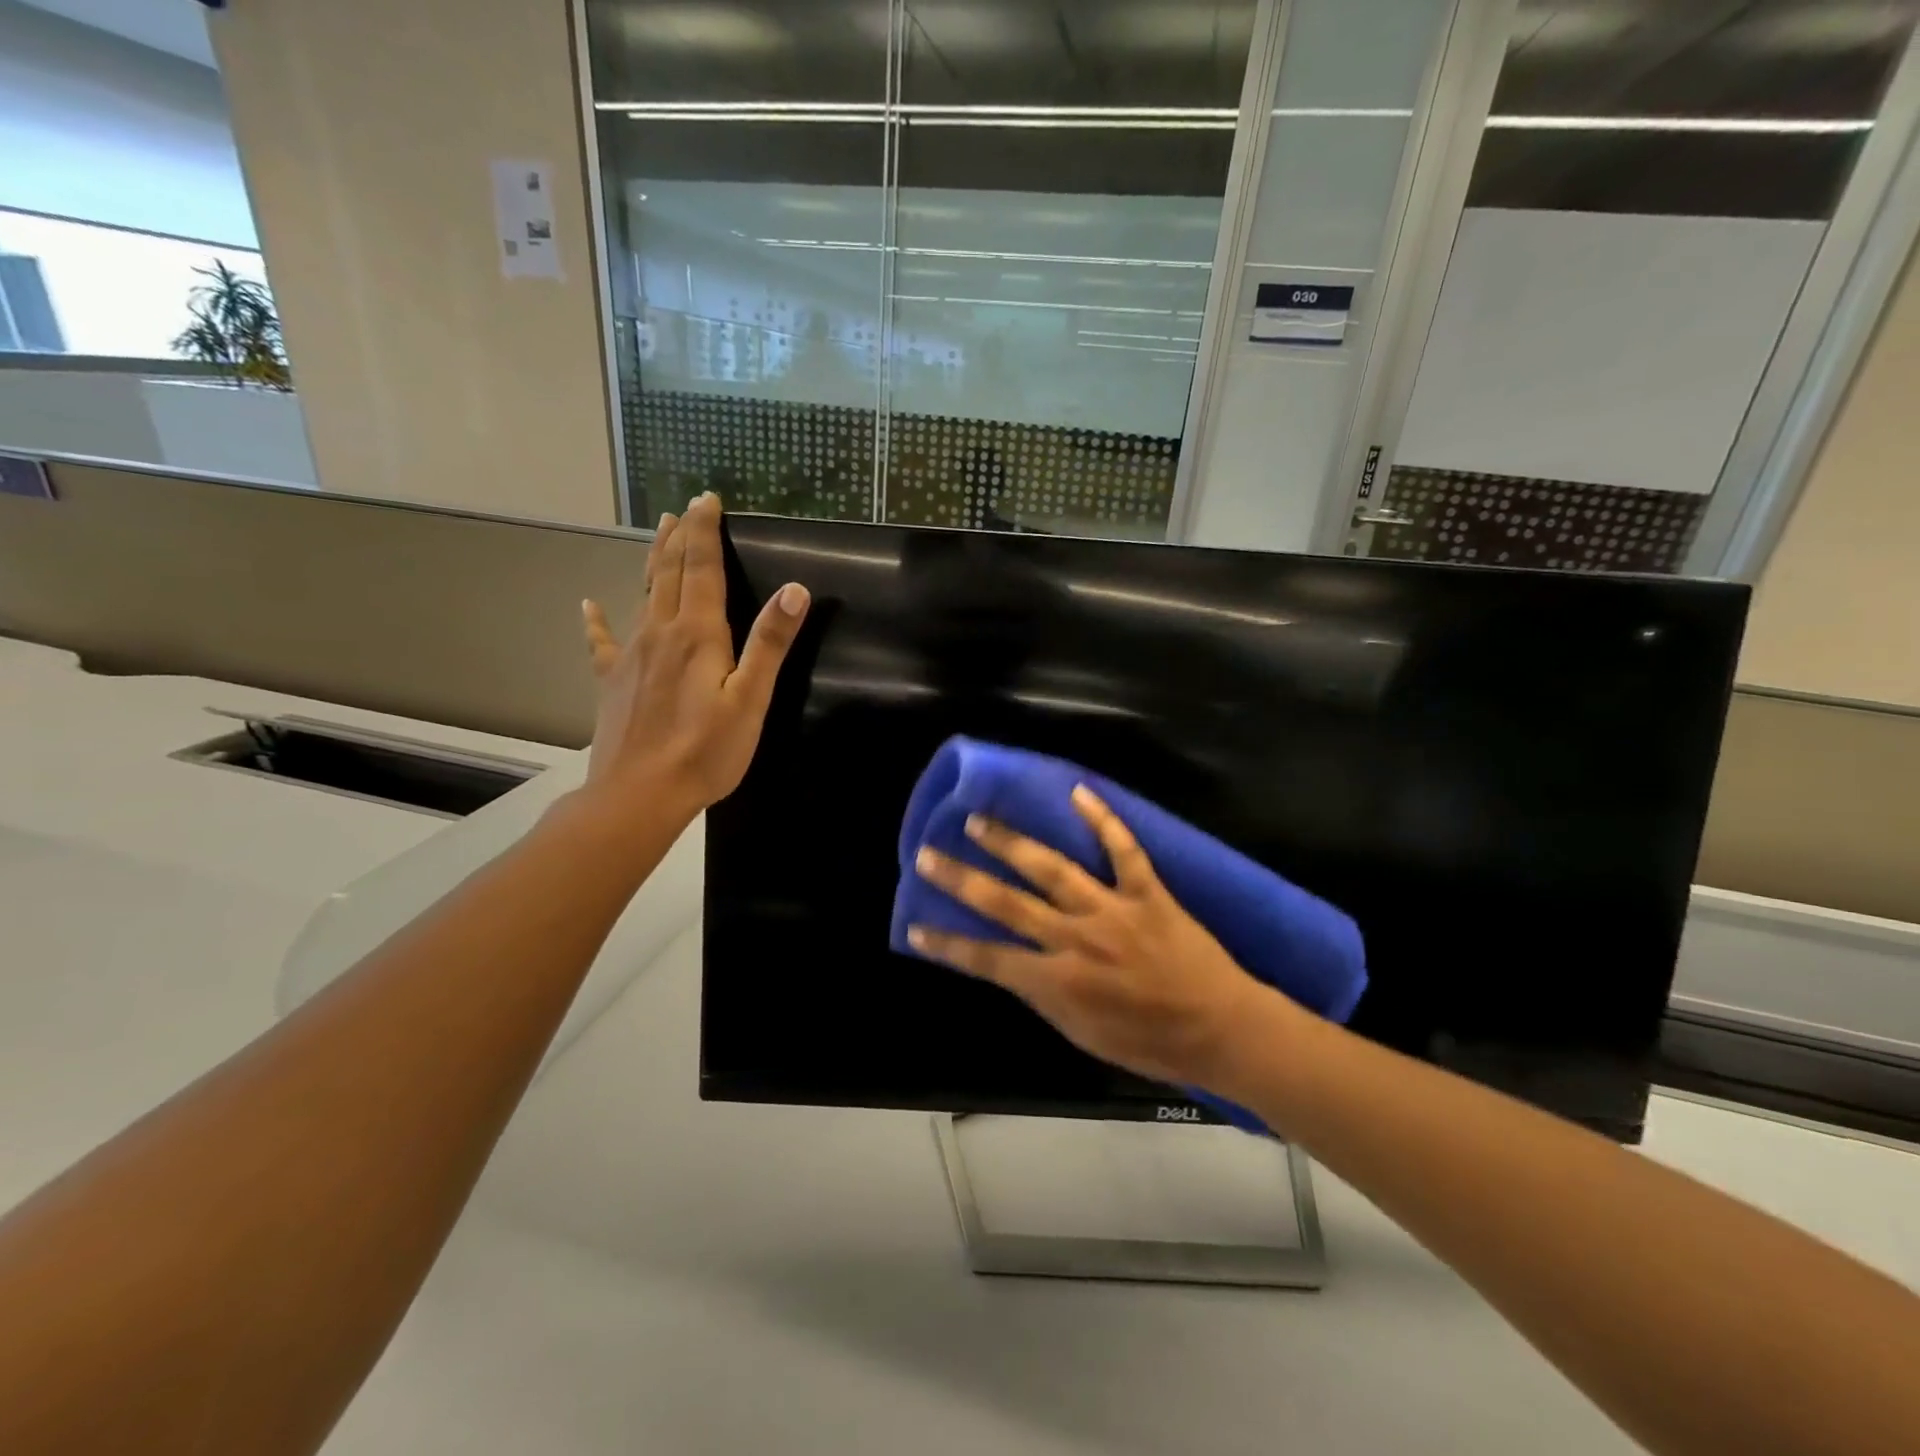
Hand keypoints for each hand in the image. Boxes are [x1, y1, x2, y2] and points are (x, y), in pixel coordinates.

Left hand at [577, 493, 808, 823]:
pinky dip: (597, 620)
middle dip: (682, 536)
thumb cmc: (704, 751)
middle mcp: (660, 632)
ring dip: (655, 560)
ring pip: (644, 594)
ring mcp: (631, 655)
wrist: (638, 795)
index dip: (705, 531)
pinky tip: (588, 605)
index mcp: (697, 635)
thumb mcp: (750, 700)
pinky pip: (603, 641)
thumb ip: (769, 644)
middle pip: (671, 572)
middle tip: (687, 506)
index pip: (702, 568)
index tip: (707, 498)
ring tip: (659, 533)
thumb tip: (796, 590)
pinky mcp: (613, 681)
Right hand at [909, 786, 1273, 1090]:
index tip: (915, 927)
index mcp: (1059, 983)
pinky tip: (1078, 792)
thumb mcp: (1083, 1035)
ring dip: (1011, 842)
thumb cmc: (1150, 1043)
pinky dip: (1102, 820)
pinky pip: (1123, 850)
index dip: (947, 945)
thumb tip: (1011, 964)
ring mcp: (1112, 910)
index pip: (988, 959)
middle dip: (962, 879)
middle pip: (1007, 904)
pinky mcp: (1148, 892)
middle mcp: (1077, 940)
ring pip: (1052, 868)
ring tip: (978, 820)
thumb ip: (1044, 996)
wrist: (1221, 1029)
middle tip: (928, 853)